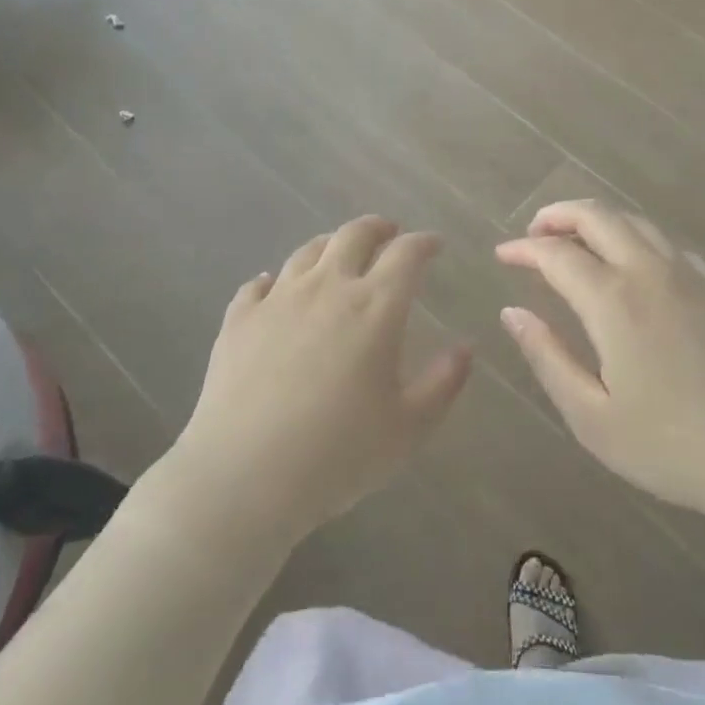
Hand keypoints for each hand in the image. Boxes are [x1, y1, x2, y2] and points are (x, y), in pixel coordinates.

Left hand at [172, 217, 471, 540]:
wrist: (244, 476)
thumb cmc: (339, 454)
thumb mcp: (409, 428)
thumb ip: (444, 383)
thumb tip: (465, 348)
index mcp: (375, 306)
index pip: (406, 254)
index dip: (424, 243)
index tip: (434, 245)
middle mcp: (327, 288)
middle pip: (354, 235)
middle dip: (378, 228)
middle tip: (389, 234)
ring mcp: (278, 299)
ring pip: (308, 252)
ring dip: (331, 245)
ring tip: (339, 253)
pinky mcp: (239, 320)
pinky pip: (258, 284)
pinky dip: (274, 280)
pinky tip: (274, 288)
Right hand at [496, 201, 704, 521]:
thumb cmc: (671, 446)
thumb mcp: (592, 416)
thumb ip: (548, 357)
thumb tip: (512, 313)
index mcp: (613, 301)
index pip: (557, 254)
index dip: (524, 250)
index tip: (502, 255)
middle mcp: (649, 272)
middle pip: (598, 217)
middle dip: (558, 215)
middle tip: (534, 232)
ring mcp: (690, 275)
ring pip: (636, 221)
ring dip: (597, 219)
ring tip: (575, 240)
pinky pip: (668, 242)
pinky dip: (636, 237)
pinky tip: (633, 262)